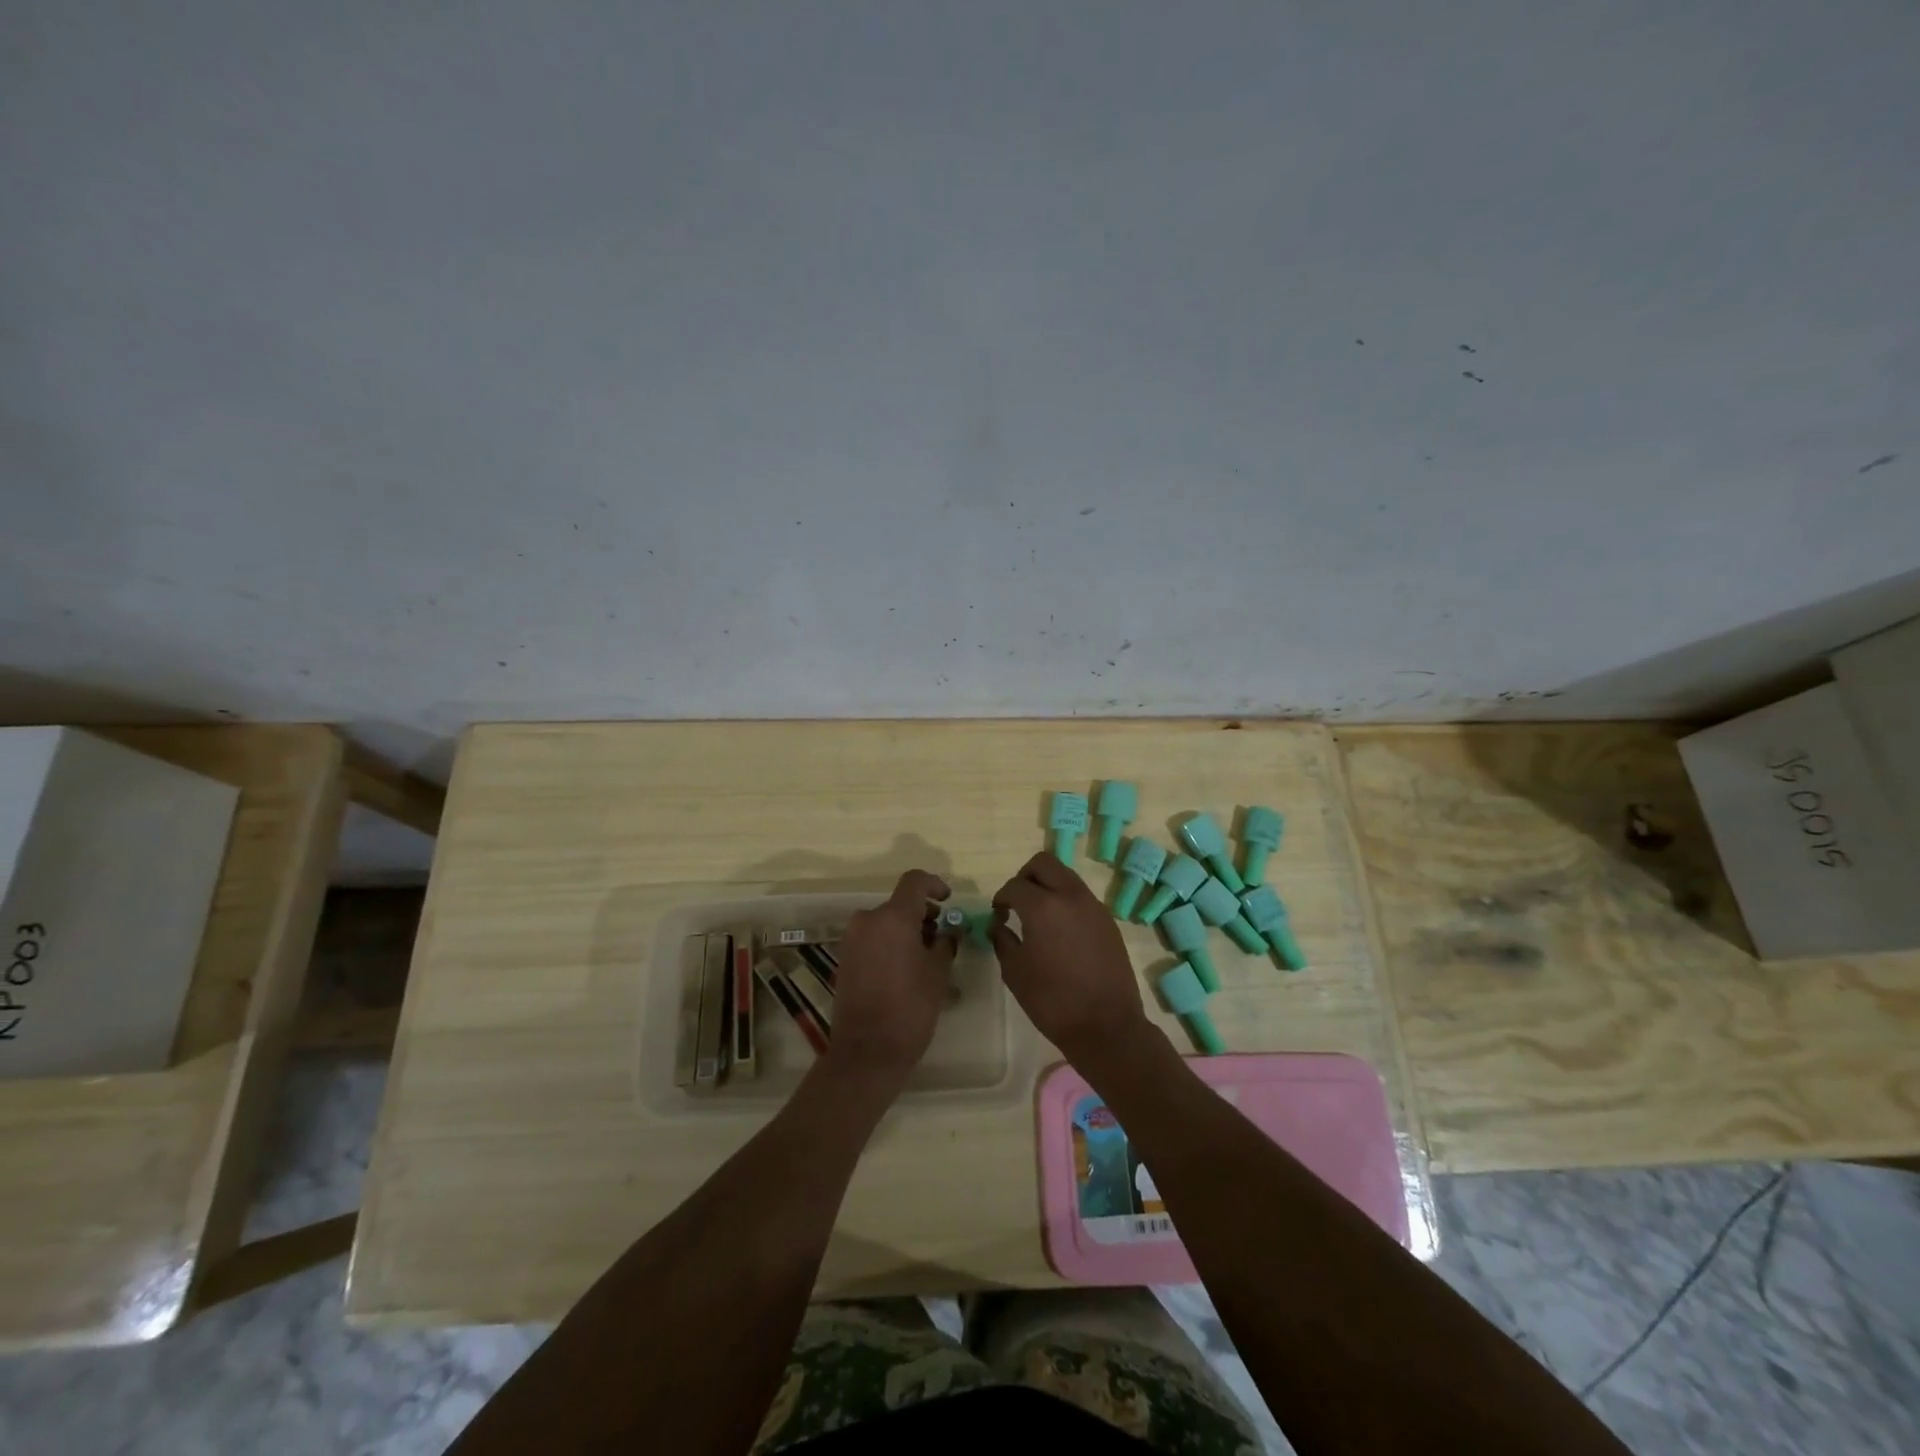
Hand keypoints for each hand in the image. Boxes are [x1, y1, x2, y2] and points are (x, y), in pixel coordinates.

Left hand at [825, 869, 955, 1088]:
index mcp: (893, 917)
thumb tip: (948, 930)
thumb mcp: (938, 972)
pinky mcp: (845, 958)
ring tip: (928, 957)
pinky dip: (891, 944)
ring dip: (907, 930)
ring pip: (886, 922)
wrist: (868, 1051)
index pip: (914, 881)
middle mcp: (868, 920)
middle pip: (900, 904)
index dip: (934, 885)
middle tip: (943, 935)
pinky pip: (873, 939)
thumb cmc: (910, 1008)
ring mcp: (852, 939)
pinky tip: (907, 969)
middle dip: (923, 914)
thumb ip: (945, 942)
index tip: (948, 901)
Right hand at [991, 852, 1152, 1065]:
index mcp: (1043, 906)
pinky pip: (1081, 897)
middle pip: (1044, 863)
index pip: (1015, 885)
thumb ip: (1002, 940)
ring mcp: (1093, 906)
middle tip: (1017, 902)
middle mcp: (1070, 896)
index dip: (1001, 897)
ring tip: (1039, 916)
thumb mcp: (1015, 972)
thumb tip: (998, 924)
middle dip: (1025, 876)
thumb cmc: (1052, 1000)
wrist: (1106, 1025)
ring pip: (1066, 876)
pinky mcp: (1108, 921)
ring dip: (1048, 886)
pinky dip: (1066, 902)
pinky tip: (1061, 932)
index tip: (998, 914)